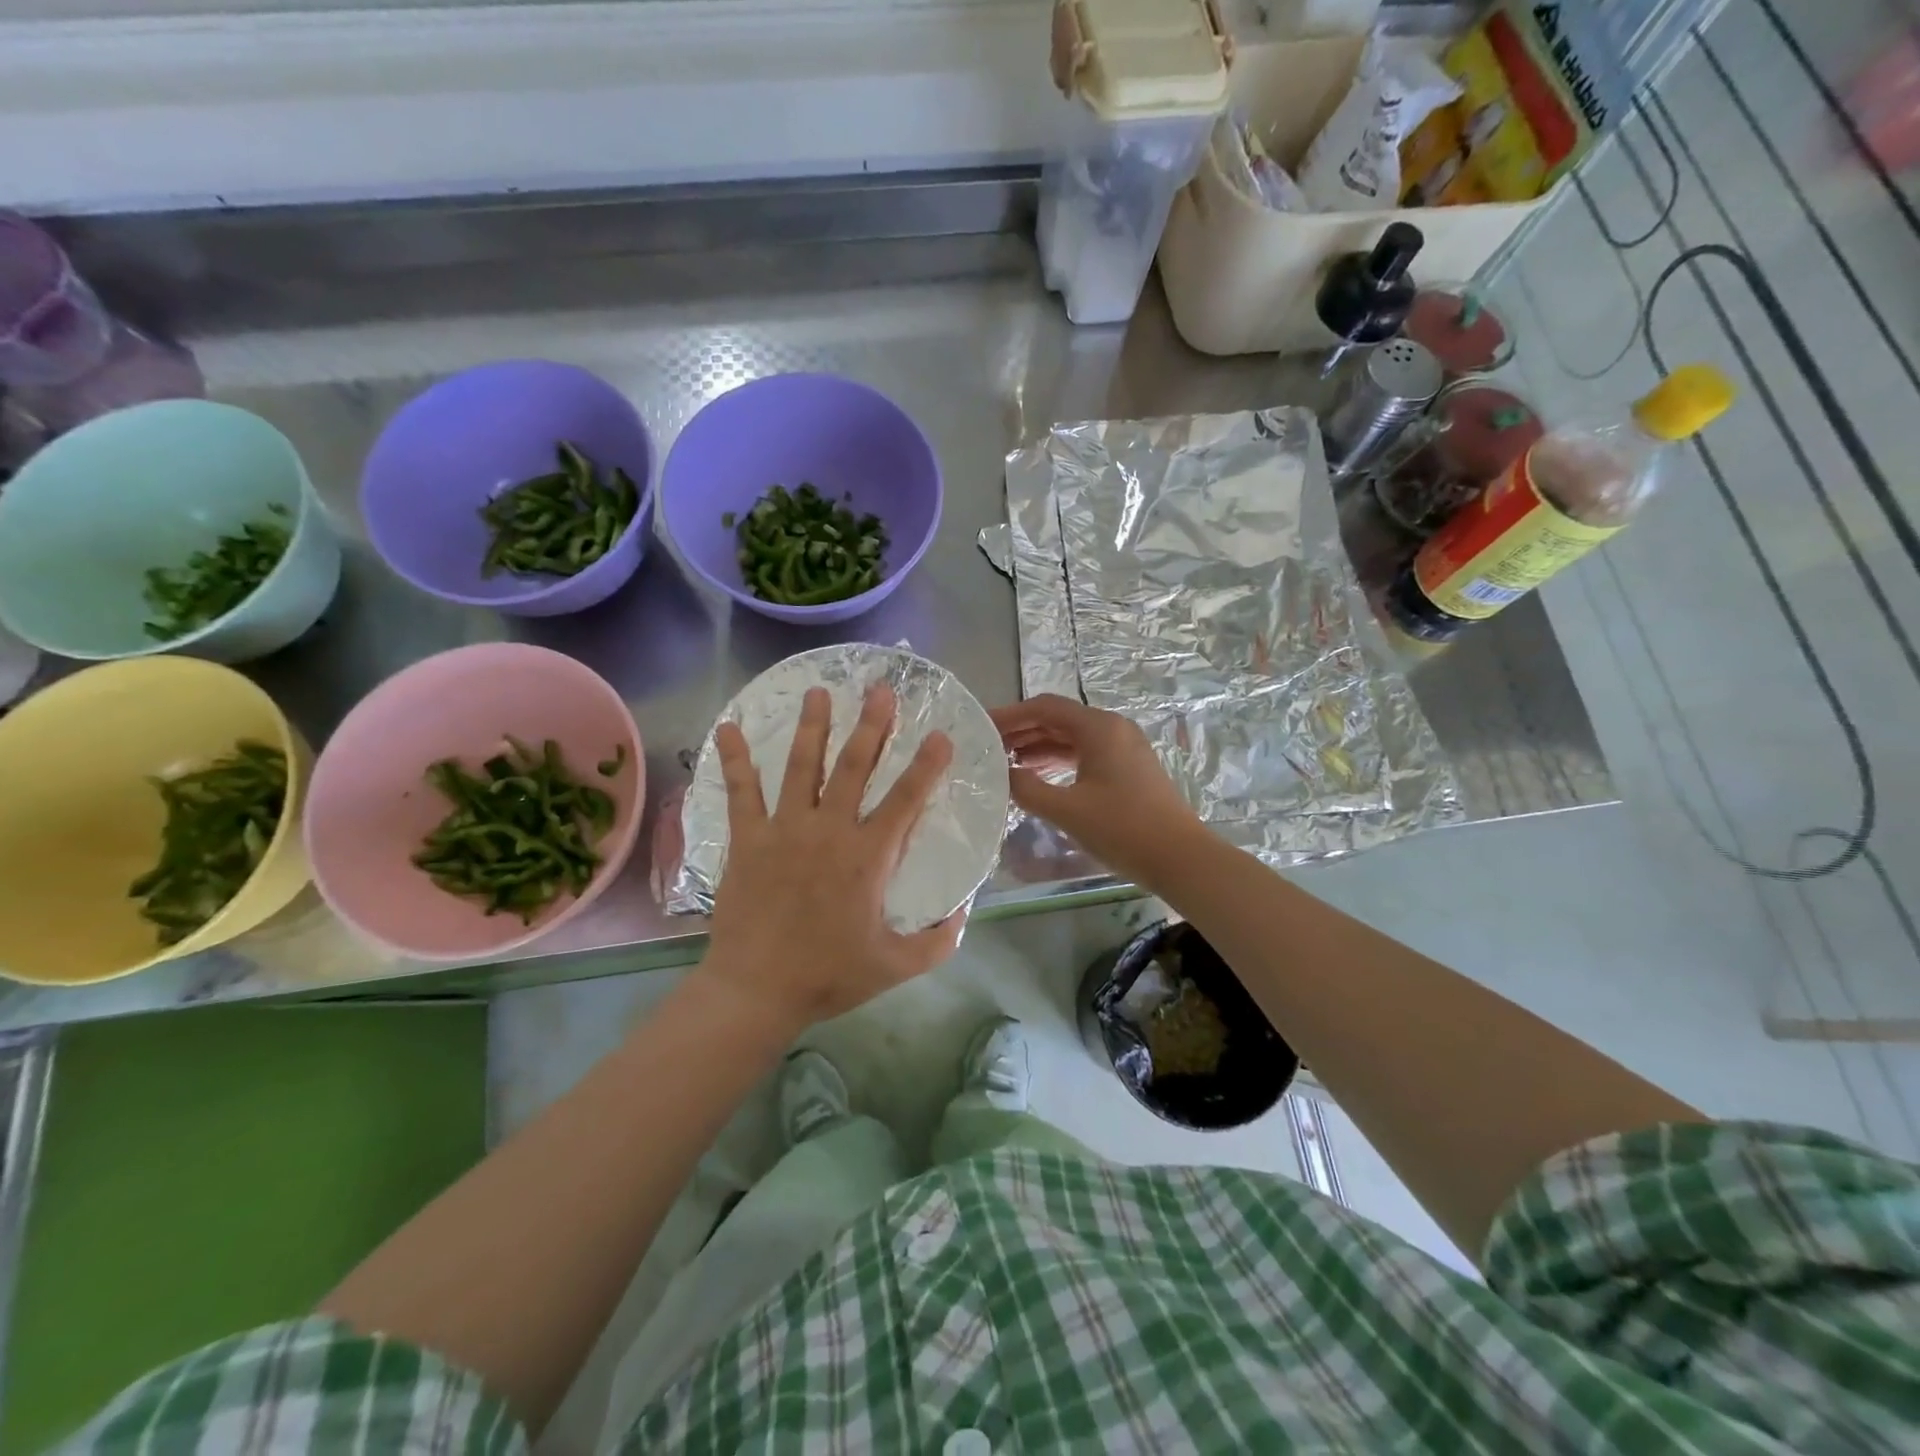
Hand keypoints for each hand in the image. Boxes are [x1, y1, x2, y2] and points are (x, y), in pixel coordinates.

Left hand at [701, 683, 961, 1031]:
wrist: (756, 990)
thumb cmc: (828, 976)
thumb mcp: (895, 965)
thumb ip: (938, 940)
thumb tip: (966, 912)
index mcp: (867, 857)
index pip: (906, 800)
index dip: (926, 765)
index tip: (940, 734)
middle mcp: (829, 831)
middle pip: (855, 767)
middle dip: (872, 725)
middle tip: (880, 689)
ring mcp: (785, 830)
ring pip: (803, 767)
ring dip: (814, 726)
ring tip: (819, 691)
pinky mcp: (748, 839)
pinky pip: (742, 792)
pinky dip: (735, 759)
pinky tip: (728, 728)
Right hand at [989, 694, 1206, 886]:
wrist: (1180, 858)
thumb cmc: (1122, 829)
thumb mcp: (1066, 810)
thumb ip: (1026, 788)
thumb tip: (1000, 774)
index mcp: (1099, 727)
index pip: (1044, 708)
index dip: (1010, 715)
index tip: (981, 727)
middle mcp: (1112, 728)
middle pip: (1058, 719)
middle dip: (1022, 731)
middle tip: (987, 747)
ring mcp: (1124, 748)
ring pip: (1072, 738)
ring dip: (1039, 747)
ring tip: (1005, 763)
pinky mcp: (1129, 769)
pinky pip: (1086, 753)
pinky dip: (1059, 760)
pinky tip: (1038, 777)